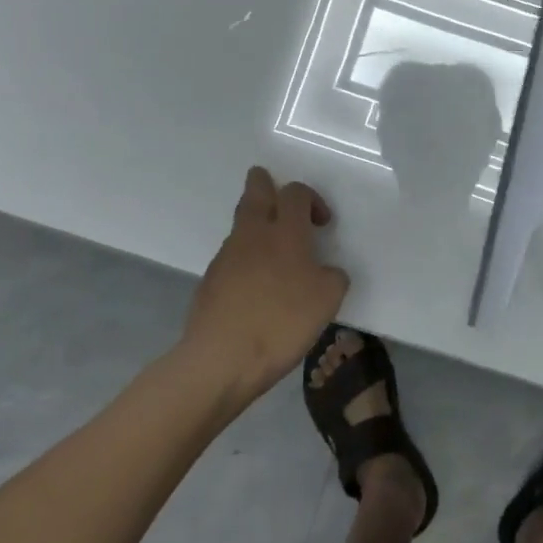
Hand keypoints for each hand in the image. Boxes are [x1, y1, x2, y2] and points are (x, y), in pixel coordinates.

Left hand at [181, 167, 350, 402]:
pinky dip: (245, 258)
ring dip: (256, 224)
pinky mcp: (210, 281)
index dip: (311, 199)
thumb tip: (325, 272)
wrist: (221, 358)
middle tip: (272, 186)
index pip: (295, 193)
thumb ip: (333, 277)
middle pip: (255, 192)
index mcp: (285, 232)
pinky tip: (256, 284)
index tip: (322, 222)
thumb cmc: (282, 322)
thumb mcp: (328, 300)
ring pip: (241, 224)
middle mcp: (252, 234)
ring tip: (272, 245)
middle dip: (264, 184)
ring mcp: (226, 256)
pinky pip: (232, 256)